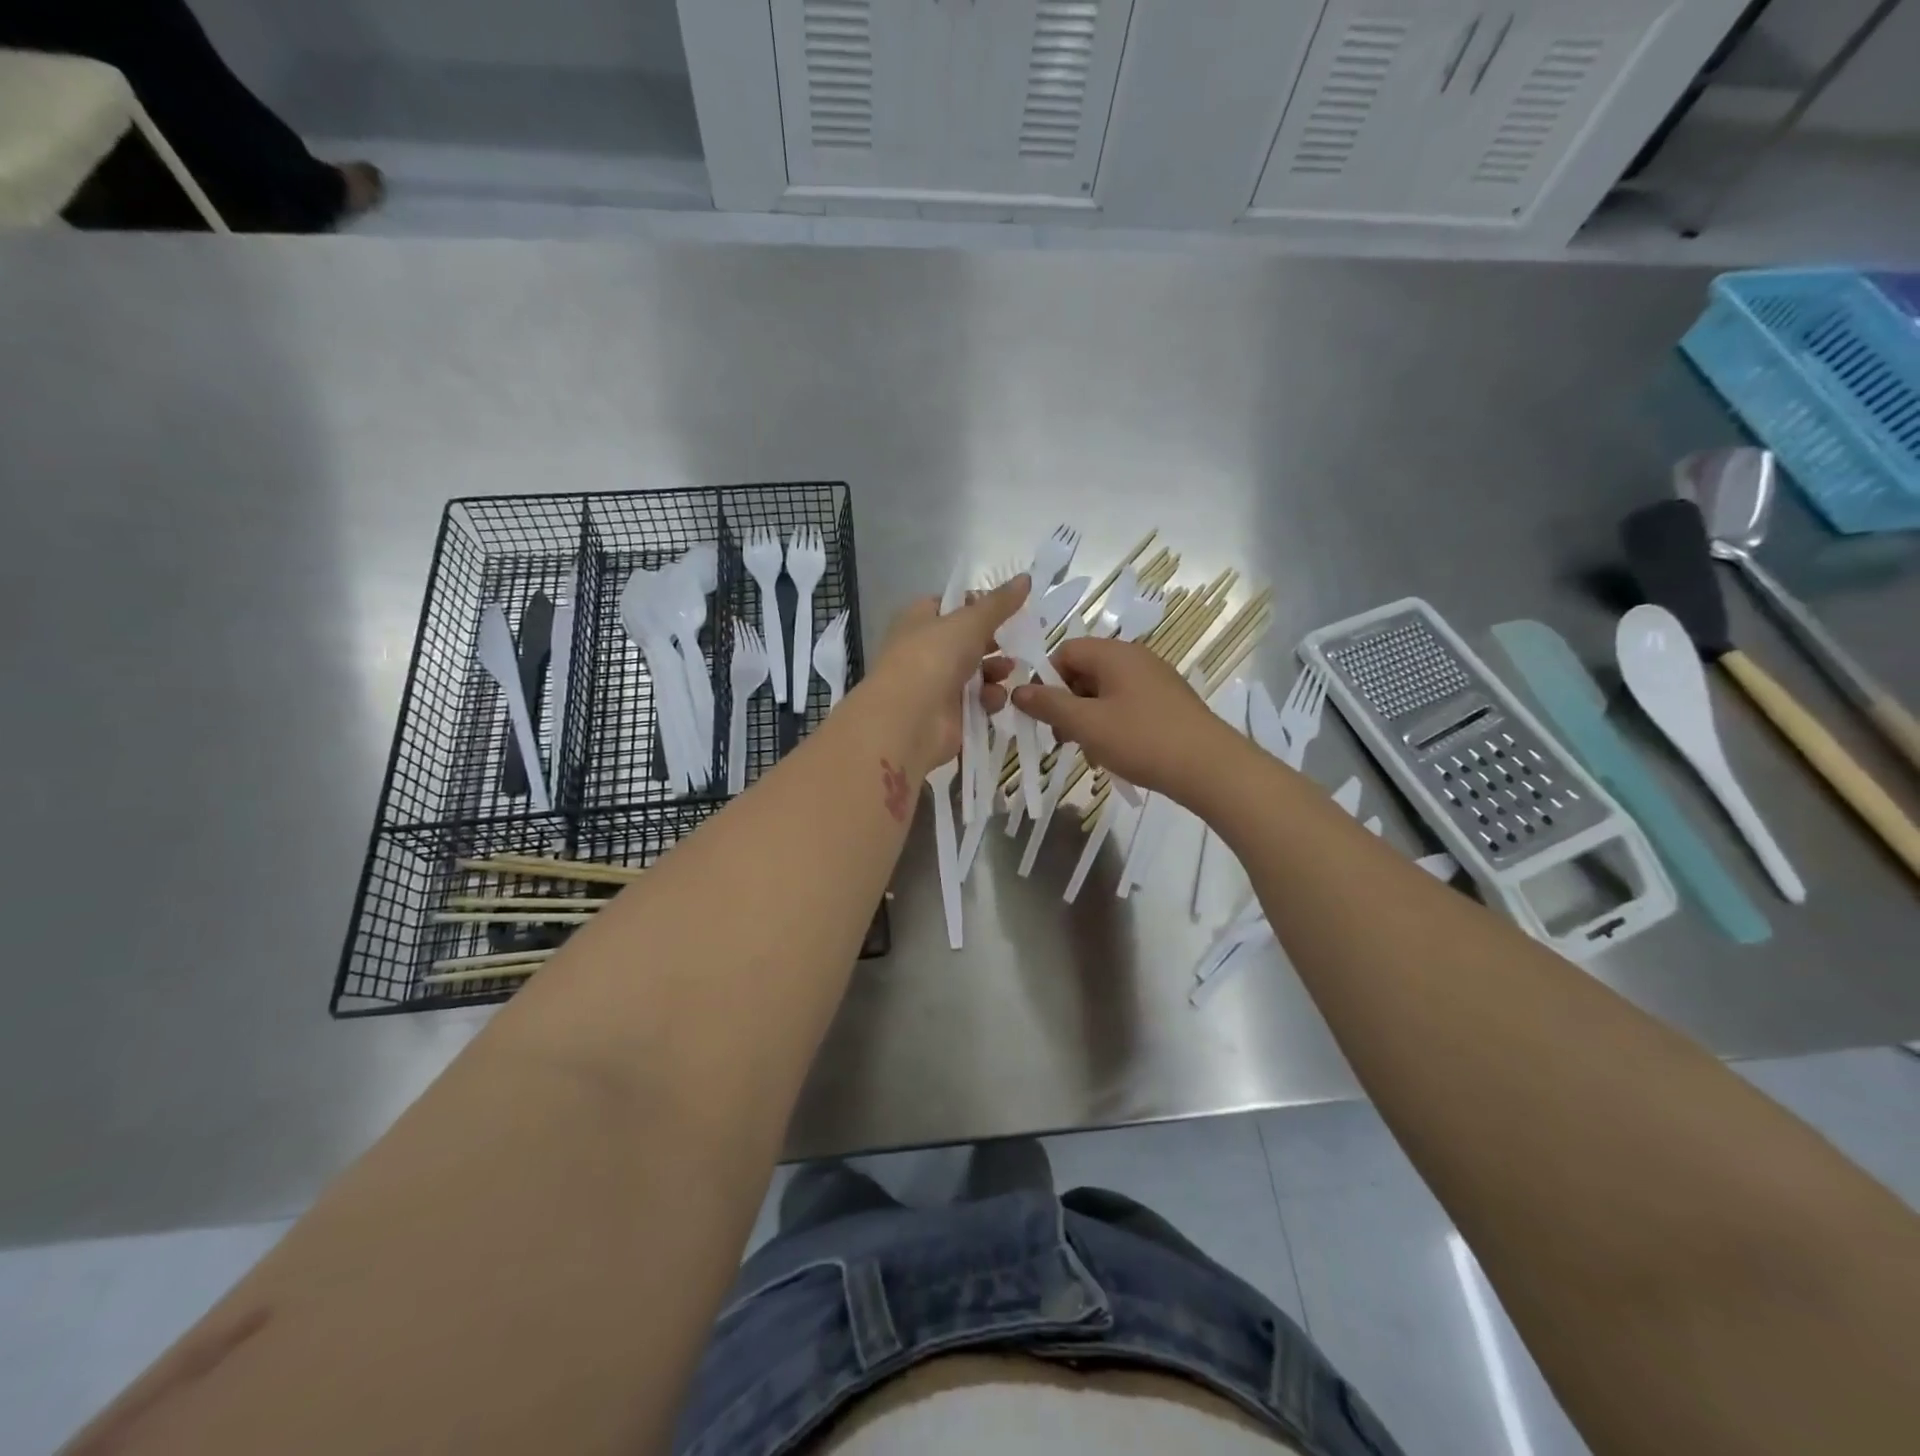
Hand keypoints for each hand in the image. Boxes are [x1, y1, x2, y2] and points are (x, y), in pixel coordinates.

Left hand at [861, 575, 1028, 775]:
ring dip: (996, 670)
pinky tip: (996, 699)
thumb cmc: (933, 657)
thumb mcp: (970, 622)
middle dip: (993, 642)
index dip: (978, 604)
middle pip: (967, 641)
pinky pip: (977, 701)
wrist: (910, 719)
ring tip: (1009, 671)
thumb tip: (1025, 577)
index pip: (950, 605)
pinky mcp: (949, 715)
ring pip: (975, 672)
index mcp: (919, 619)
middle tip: (1019, 640)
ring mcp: (936, 684)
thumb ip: (999, 603)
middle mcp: (925, 650)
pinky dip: (989, 699)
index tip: (1007, 607)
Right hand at [1011, 636, 1237, 800]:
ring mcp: (1155, 679)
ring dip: (1088, 719)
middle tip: (1062, 739)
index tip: (1042, 713)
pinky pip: (1127, 705)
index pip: (1065, 651)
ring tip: (1089, 753)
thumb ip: (1048, 705)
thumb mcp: (1086, 724)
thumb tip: (1017, 691)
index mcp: (1114, 653)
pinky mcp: (1168, 702)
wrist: (1210, 767)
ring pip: (1105, 692)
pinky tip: (1114, 754)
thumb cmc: (1141, 739)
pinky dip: (1112, 725)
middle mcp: (1135, 658)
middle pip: (1084, 671)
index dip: (1046, 679)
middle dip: (1067, 703)